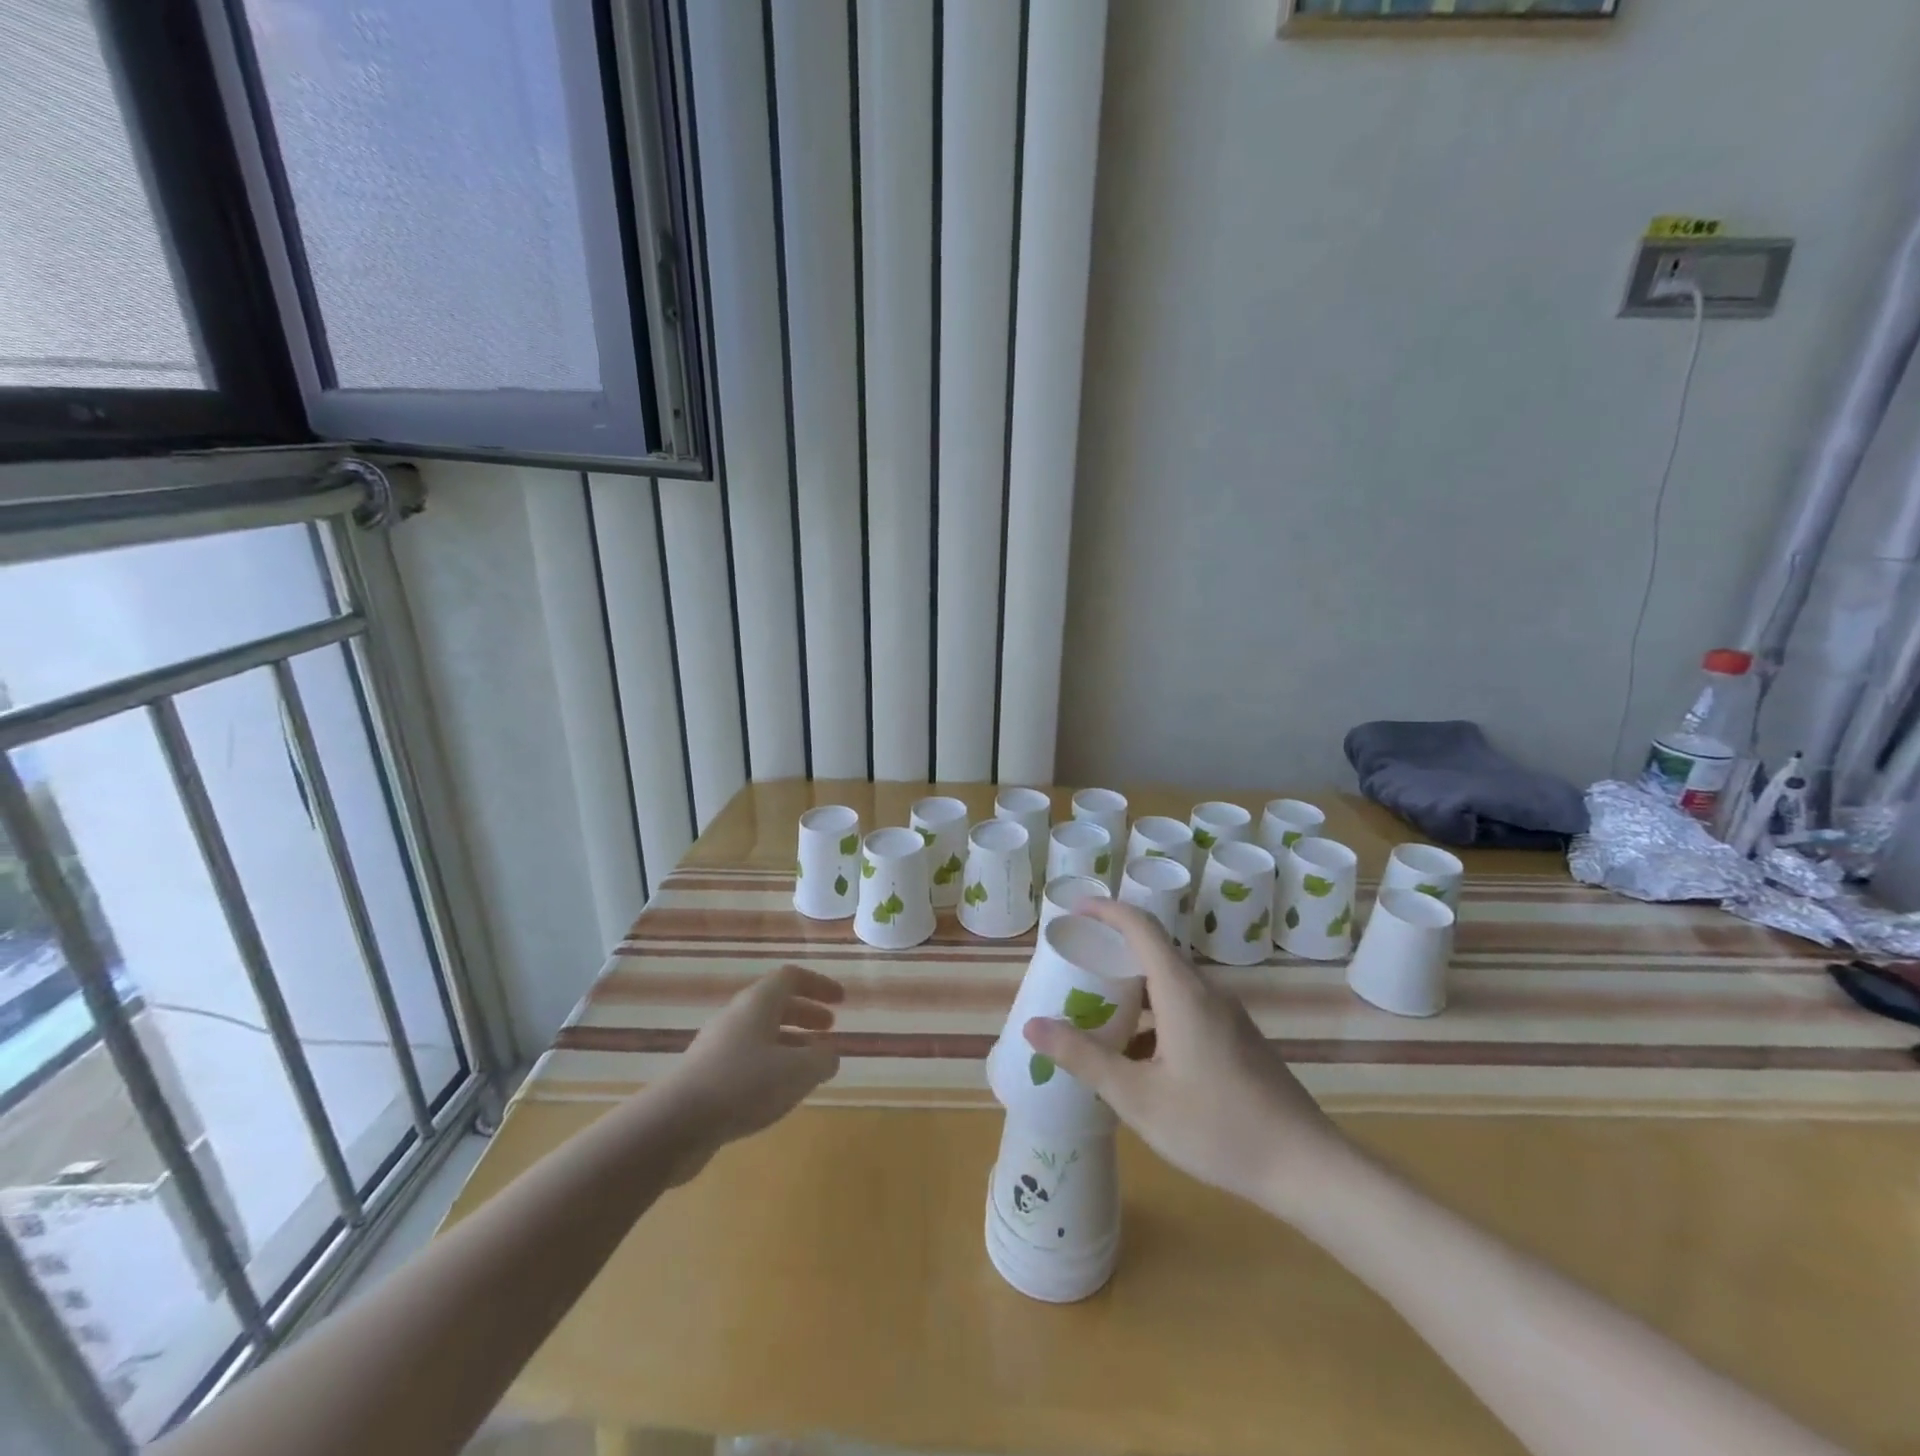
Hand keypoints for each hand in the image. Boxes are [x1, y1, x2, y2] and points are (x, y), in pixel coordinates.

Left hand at [654, 964, 842, 1181]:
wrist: (674, 1124)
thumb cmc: (743, 1085)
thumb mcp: (797, 1072)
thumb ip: (821, 1059)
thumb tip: (829, 1054)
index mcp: (758, 1003)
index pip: (791, 977)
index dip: (819, 985)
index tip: (841, 1001)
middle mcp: (736, 1016)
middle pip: (775, 1003)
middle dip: (806, 1013)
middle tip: (829, 1029)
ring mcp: (718, 1045)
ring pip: (761, 1032)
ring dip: (790, 1041)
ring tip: (810, 1063)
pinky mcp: (706, 1074)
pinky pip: (747, 1057)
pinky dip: (771, 1063)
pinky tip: (779, 1090)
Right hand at [1023, 901, 1344, 1214]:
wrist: (1305, 1167)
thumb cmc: (1215, 1126)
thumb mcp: (1137, 1097)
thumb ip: (1084, 1058)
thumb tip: (1033, 1026)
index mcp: (1182, 991)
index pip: (1141, 926)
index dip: (1106, 910)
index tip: (1074, 911)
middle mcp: (1206, 992)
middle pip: (1154, 951)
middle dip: (1112, 951)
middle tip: (1074, 965)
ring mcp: (1227, 1016)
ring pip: (1170, 984)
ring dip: (1133, 988)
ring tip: (1097, 1010)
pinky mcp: (1237, 1039)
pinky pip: (1187, 1008)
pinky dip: (1154, 1014)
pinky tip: (1138, 1057)